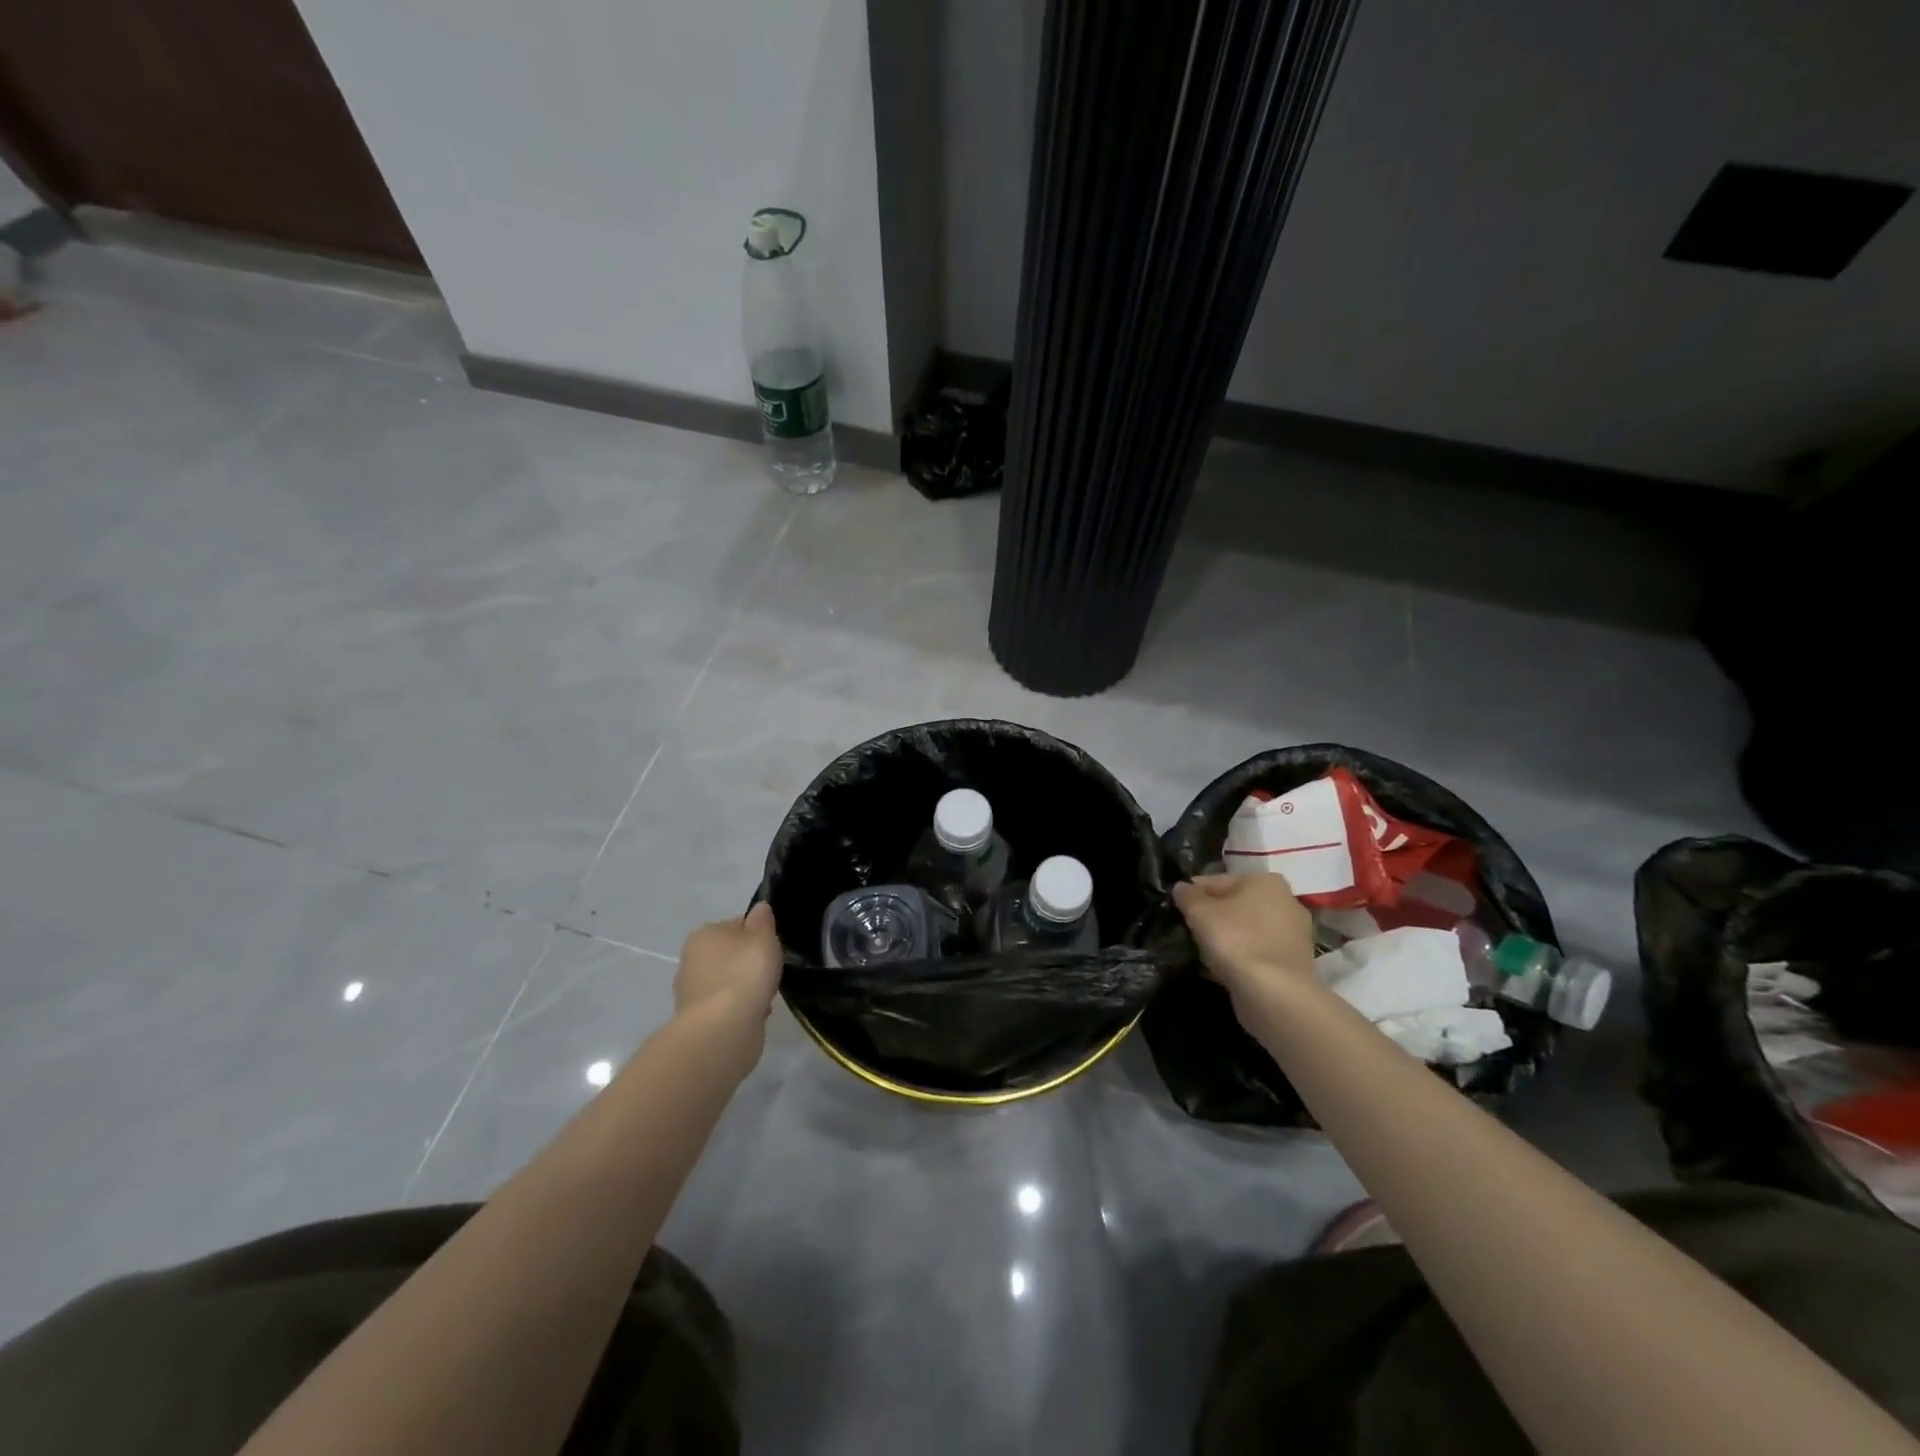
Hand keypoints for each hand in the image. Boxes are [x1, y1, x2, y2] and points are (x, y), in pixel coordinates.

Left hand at [673, 903, 782, 1035]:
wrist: (723, 1030)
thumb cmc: (744, 973)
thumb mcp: (763, 938)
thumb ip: (763, 921)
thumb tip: (759, 908)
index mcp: (703, 934)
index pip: (736, 925)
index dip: (758, 934)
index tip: (772, 948)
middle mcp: (691, 960)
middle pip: (731, 955)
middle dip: (750, 964)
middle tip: (771, 972)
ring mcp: (692, 992)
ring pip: (730, 982)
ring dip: (747, 988)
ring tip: (765, 997)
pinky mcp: (699, 1020)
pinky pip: (728, 1007)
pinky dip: (742, 1009)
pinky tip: (756, 1015)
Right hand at [1172, 873, 1316, 1016]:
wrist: (1274, 994)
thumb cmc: (1235, 940)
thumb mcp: (1199, 911)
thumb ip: (1186, 895)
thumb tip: (1181, 888)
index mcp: (1265, 880)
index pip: (1216, 881)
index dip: (1192, 894)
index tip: (1175, 910)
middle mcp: (1286, 901)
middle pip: (1234, 905)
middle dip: (1211, 917)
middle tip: (1187, 932)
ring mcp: (1293, 934)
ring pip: (1245, 930)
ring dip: (1224, 939)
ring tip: (1200, 954)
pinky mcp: (1293, 963)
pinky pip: (1256, 953)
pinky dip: (1239, 958)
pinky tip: (1219, 970)